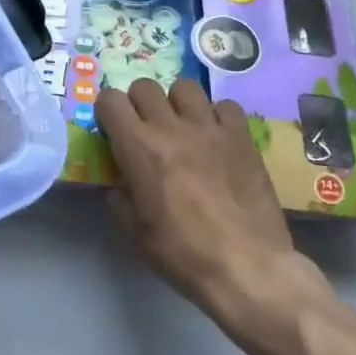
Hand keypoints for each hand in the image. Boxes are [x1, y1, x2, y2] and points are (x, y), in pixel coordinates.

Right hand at [95, 78, 326, 350]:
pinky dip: (216, 116)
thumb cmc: (182, 253)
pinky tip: (216, 138)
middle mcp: (171, 127)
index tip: (112, 129)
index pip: (110, 99)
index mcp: (138, 146)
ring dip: (176, 103)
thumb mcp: (133, 231)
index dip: (107, 111)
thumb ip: (120, 196)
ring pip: (185, 87)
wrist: (248, 268)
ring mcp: (210, 128)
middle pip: (145, 86)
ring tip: (182, 127)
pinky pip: (225, 106)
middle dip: (138, 103)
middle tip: (145, 129)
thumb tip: (122, 182)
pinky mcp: (242, 138)